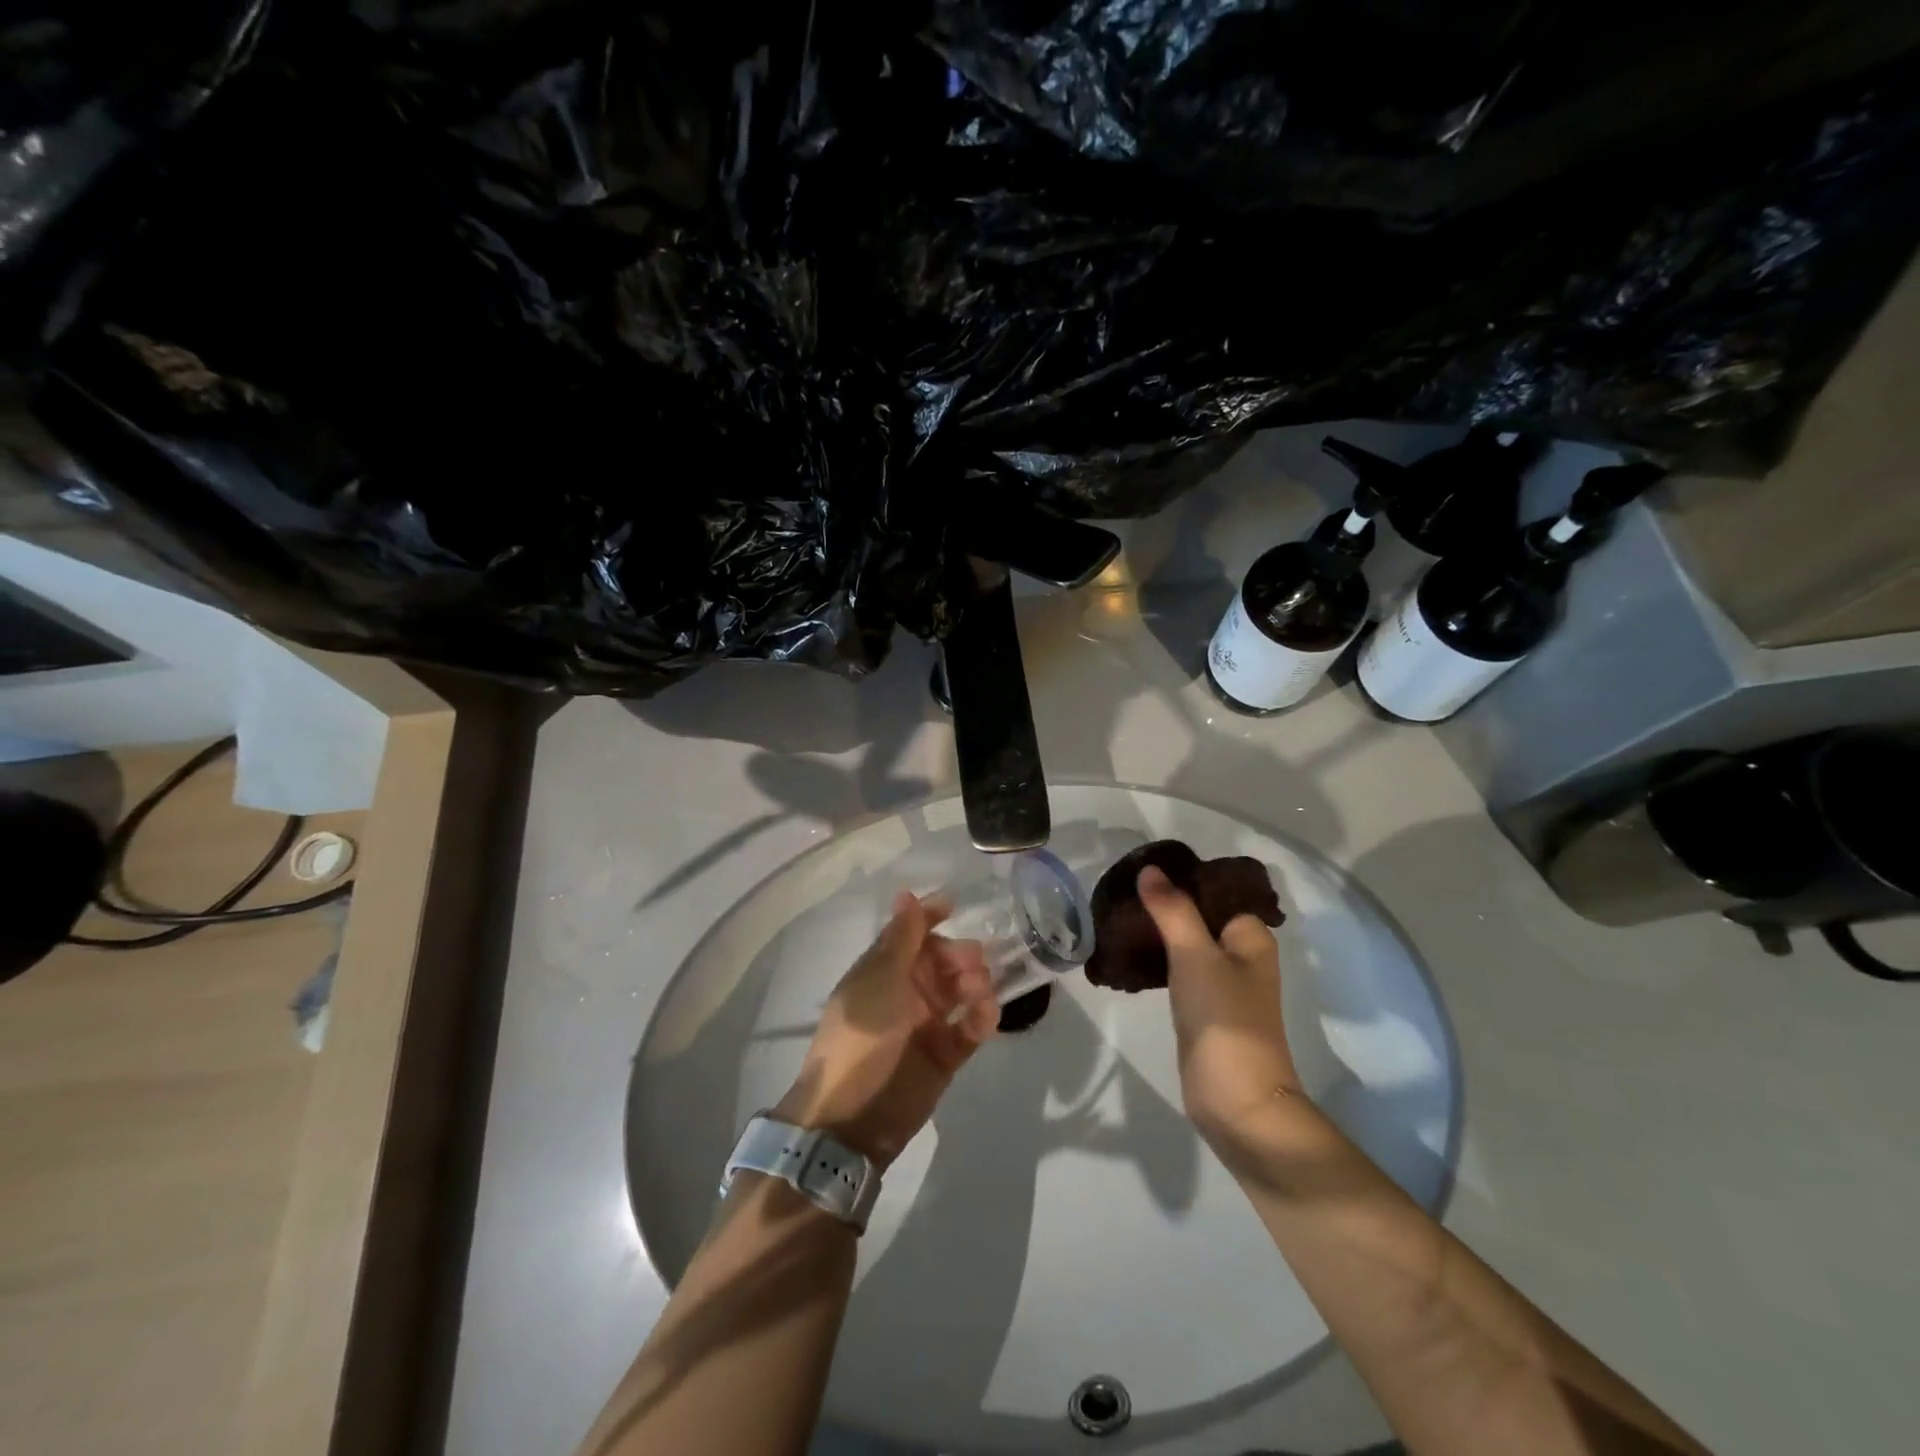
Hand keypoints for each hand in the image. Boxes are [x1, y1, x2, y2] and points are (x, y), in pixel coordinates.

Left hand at [774, 891, 998, 1168]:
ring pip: (960, 992)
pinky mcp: (944, 1056)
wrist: (851, 1118)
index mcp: (882, 971)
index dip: (931, 917)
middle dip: (960, 954)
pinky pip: (970, 1030)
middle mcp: (905, 993)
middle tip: (975, 960)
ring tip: (979, 991)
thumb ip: (901, 939)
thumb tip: (905, 893)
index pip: (910, 934)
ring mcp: (926, 1025)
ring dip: (975, 983)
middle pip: (942, 961)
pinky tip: (986, 1015)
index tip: (957, 905)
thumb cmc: (860, 1039)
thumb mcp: (879, 982)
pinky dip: (982, 1019)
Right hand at [1137, 865, 1301, 1155]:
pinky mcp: (1203, 1009)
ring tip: (1118, 915)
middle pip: (1199, 915)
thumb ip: (1172, 910)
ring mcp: (1223, 984)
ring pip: (1186, 943)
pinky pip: (1177, 970)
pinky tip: (1128, 951)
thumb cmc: (1224, 1019)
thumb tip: (1149, 868)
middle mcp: (1242, 955)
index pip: (1215, 890)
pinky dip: (1156, 959)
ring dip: (1158, 931)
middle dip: (1164, 903)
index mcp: (1251, 936)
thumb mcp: (1195, 955)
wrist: (1237, 1101)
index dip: (1182, 877)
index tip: (1141, 868)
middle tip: (1122, 890)